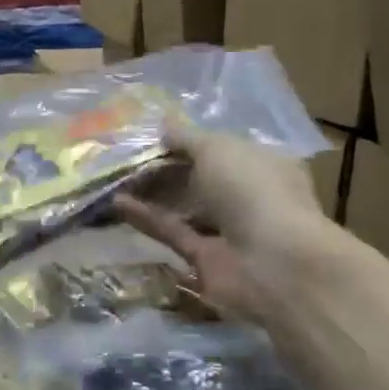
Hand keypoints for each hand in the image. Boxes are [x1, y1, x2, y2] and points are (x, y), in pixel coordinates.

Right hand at [116, 121, 327, 323]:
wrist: (272, 263)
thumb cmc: (253, 190)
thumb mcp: (217, 148)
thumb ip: (187, 137)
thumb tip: (163, 126)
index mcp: (263, 164)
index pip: (222, 149)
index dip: (189, 141)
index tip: (153, 136)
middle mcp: (248, 196)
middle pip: (200, 179)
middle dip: (166, 168)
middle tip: (125, 158)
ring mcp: (228, 230)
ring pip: (184, 208)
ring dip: (152, 194)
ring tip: (115, 179)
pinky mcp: (205, 259)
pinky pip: (173, 232)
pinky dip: (147, 218)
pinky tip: (117, 204)